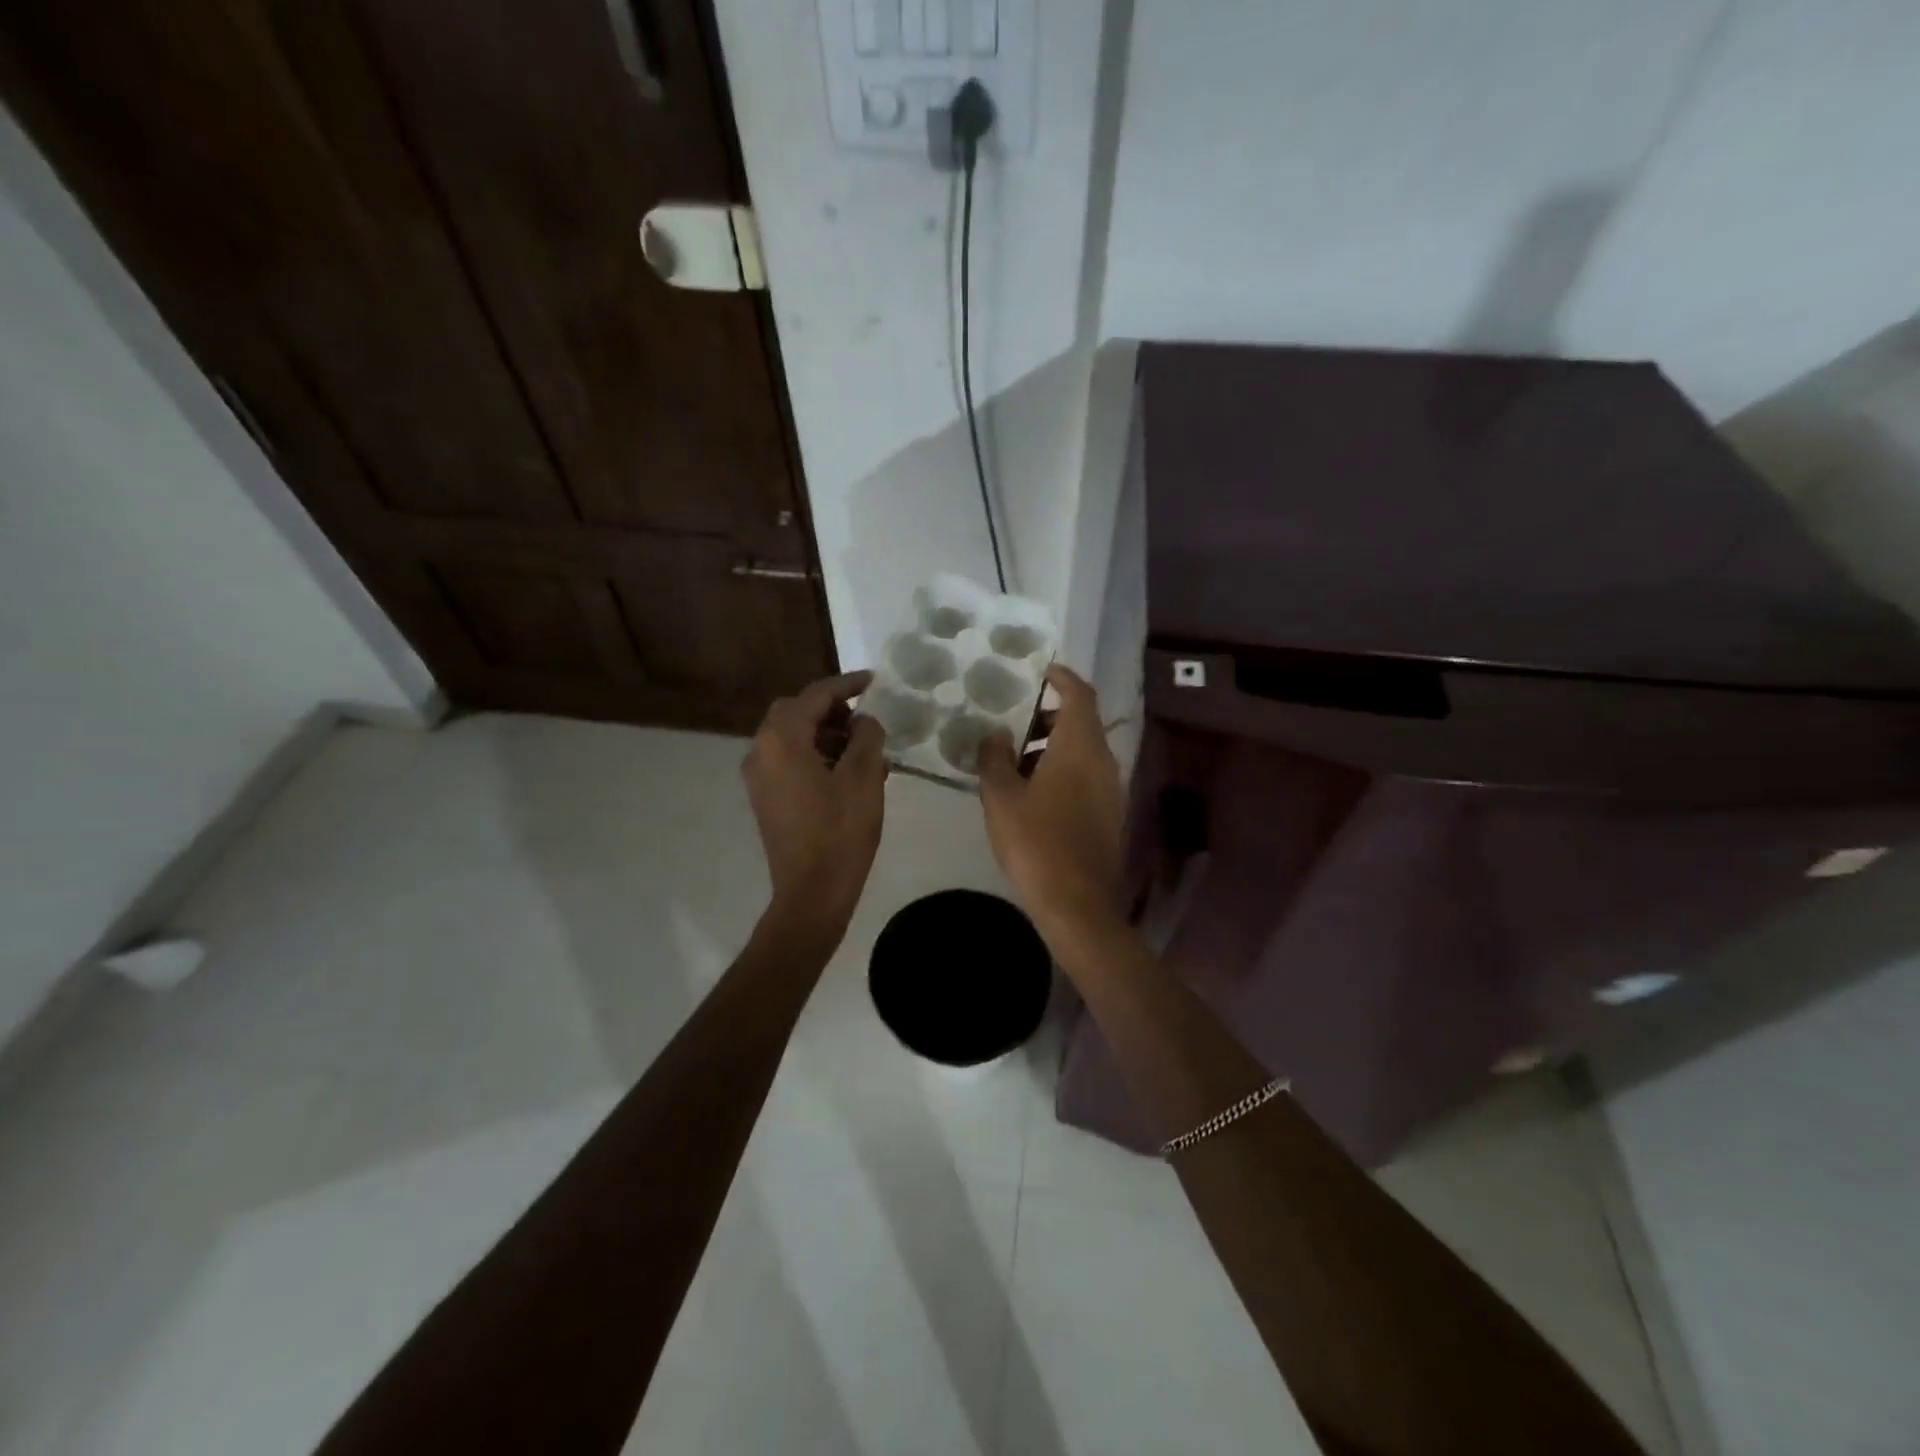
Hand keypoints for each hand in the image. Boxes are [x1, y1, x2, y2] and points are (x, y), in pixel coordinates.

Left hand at [743, 672, 887, 934]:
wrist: (812, 892)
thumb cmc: (841, 831)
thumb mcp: (865, 776)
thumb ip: (867, 735)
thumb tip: (863, 721)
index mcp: (782, 739)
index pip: (816, 695)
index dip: (847, 684)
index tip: (874, 680)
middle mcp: (760, 750)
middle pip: (795, 711)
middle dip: (831, 709)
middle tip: (864, 718)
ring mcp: (758, 776)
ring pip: (791, 736)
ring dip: (824, 733)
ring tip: (863, 749)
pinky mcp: (764, 797)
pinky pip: (788, 759)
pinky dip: (814, 754)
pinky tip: (845, 772)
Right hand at [977, 664, 1125, 938]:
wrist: (1077, 902)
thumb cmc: (1036, 841)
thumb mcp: (1001, 796)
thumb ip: (995, 758)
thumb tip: (996, 735)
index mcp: (1080, 746)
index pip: (1080, 694)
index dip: (1062, 677)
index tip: (1040, 670)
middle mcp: (1104, 760)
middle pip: (1082, 722)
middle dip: (1050, 715)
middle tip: (1015, 721)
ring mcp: (1111, 789)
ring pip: (1084, 751)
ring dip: (1053, 746)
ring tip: (1015, 761)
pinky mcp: (1110, 814)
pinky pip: (1087, 776)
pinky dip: (1063, 769)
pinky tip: (1034, 793)